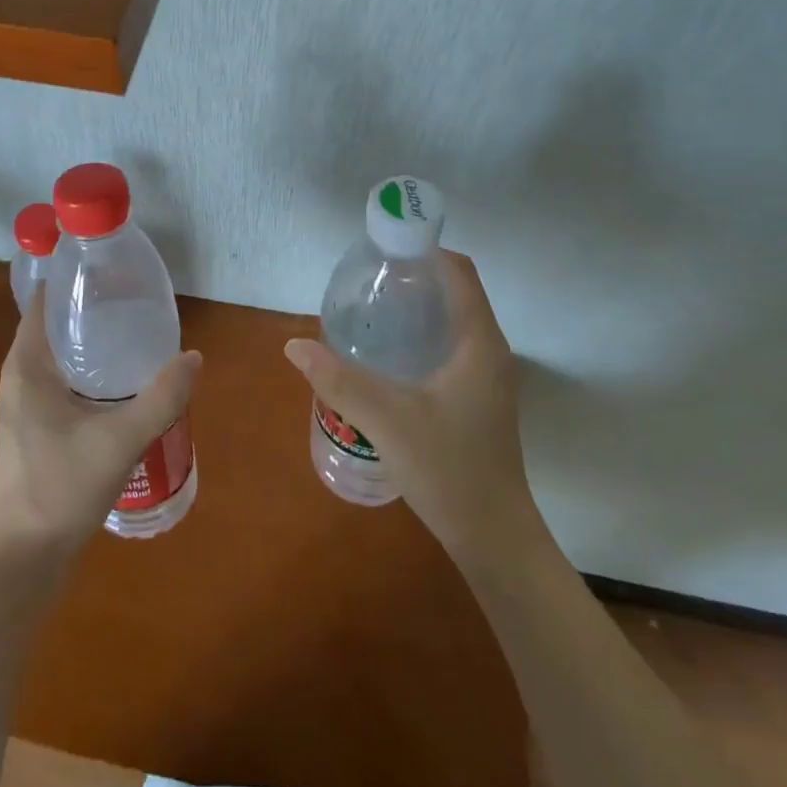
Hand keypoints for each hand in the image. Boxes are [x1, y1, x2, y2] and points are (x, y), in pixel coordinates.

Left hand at [0, 284, 200, 566]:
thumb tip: (194, 357)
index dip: (72, 280)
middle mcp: (19, 379)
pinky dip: (86, 371)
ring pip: (57, 358)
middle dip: (90, 308)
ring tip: (133, 332)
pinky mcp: (33, 430)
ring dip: (89, 342)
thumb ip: (160, 397)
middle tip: (135, 297)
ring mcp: (23, 406)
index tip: (110, 268)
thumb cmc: (60, 490)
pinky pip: (60, 383)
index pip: (43, 302)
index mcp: (27, 367)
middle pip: (53, 326)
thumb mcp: (119, 440)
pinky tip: (119, 383)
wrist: (22, 561)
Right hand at [283, 251, 544, 565]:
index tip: (382, 250)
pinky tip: (385, 357)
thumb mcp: (387, 420)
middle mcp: (488, 350)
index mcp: (479, 342)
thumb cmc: (449, 470)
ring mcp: (486, 376)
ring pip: (451, 322)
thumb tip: (294, 345)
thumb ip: (339, 380)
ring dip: (416, 308)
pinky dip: (420, 336)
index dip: (425, 250)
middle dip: (412, 278)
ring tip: (369, 311)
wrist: (493, 536)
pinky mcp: (477, 398)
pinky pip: (449, 348)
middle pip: (454, 292)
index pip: (459, 272)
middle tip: (365, 280)